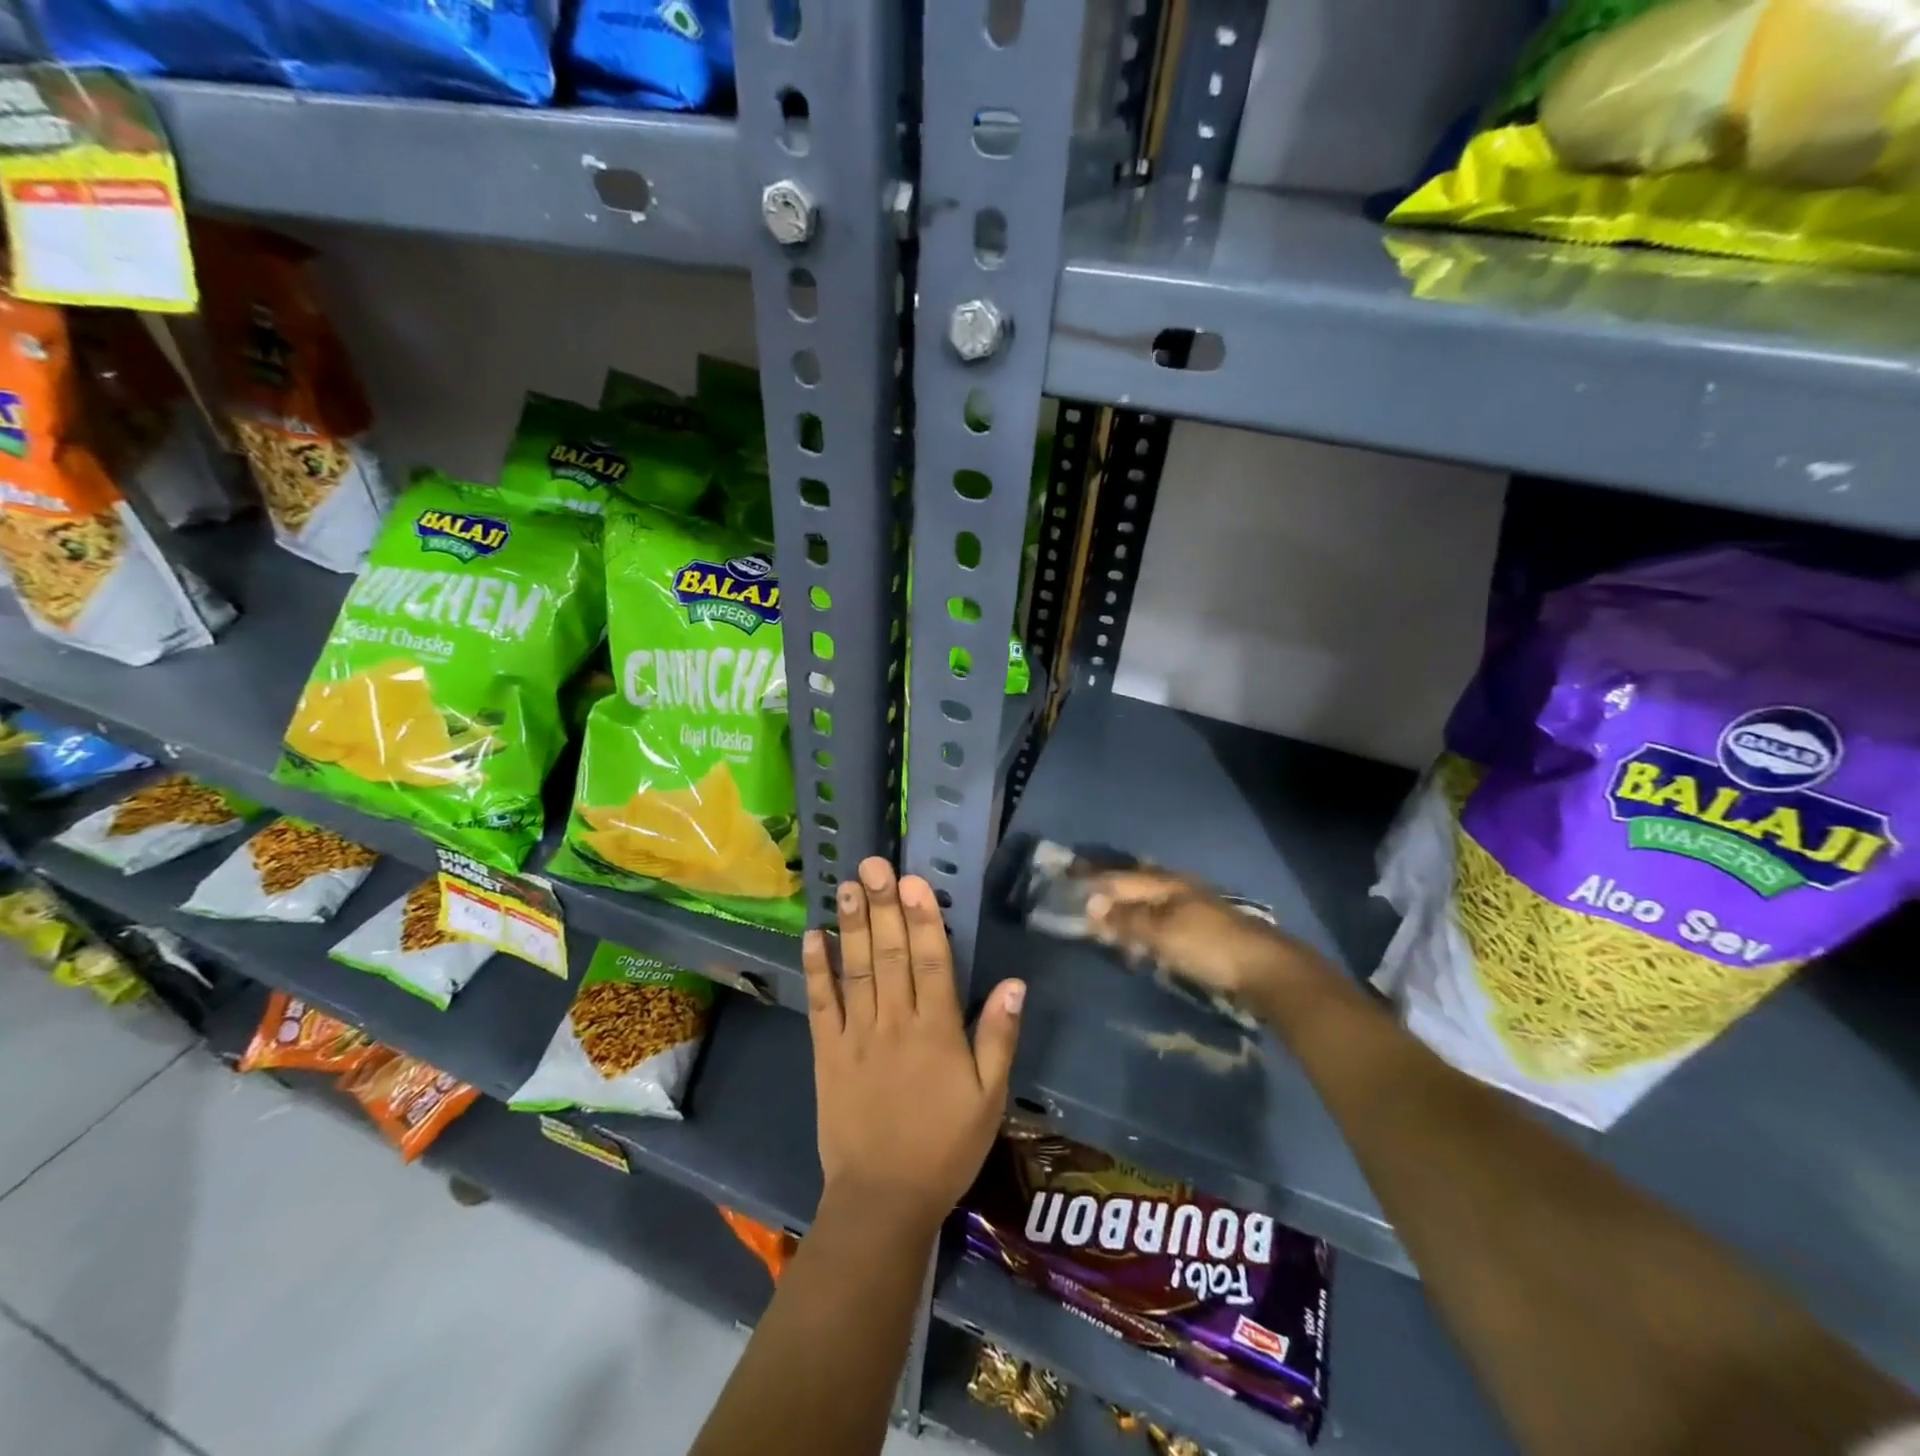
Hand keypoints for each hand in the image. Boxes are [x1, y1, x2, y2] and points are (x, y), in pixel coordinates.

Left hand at [804, 857, 1024, 1235]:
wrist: (883, 1199)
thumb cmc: (945, 1146)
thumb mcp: (989, 1099)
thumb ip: (999, 1037)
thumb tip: (1015, 983)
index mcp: (937, 1030)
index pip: (932, 961)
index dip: (924, 917)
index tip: (914, 880)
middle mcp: (895, 1022)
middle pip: (890, 953)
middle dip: (883, 905)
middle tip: (873, 864)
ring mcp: (857, 1035)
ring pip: (856, 969)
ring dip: (852, 925)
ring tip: (846, 885)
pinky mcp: (827, 1053)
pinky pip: (820, 1005)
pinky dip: (816, 970)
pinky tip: (813, 937)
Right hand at [1084, 867, 1332, 1006]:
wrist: (1265, 970)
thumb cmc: (1208, 947)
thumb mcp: (1161, 932)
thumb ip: (1125, 918)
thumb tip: (1090, 903)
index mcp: (1164, 883)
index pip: (1118, 877)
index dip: (1091, 881)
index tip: (1065, 884)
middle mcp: (1176, 888)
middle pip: (1133, 886)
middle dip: (1106, 892)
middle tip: (1078, 902)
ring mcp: (1190, 908)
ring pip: (1146, 904)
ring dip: (1123, 912)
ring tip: (1102, 925)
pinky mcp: (1200, 930)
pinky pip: (1159, 921)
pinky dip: (1141, 927)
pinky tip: (1136, 941)